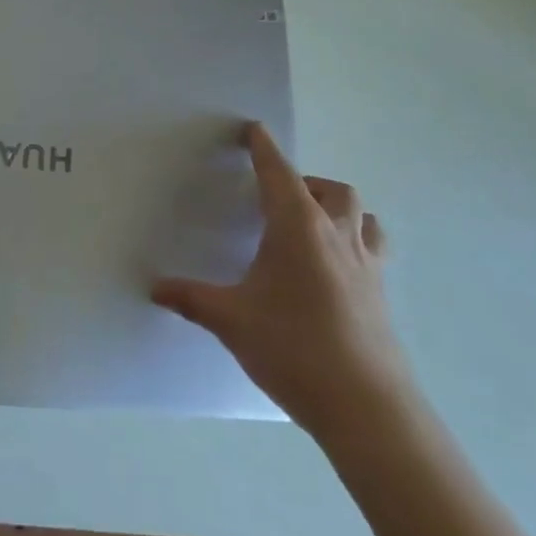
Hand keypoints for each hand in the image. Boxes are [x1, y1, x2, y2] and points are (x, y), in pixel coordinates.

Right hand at [152, 123, 409, 433]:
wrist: (367, 407)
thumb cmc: (294, 349)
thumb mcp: (232, 320)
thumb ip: (192, 298)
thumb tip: (154, 287)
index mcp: (298, 226)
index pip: (278, 172)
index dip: (263, 147)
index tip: (252, 128)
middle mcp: (336, 233)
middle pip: (329, 188)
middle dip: (304, 182)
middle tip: (277, 199)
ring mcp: (366, 262)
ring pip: (359, 213)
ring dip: (336, 207)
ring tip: (312, 225)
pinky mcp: (381, 291)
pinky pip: (373, 246)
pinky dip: (356, 238)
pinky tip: (338, 266)